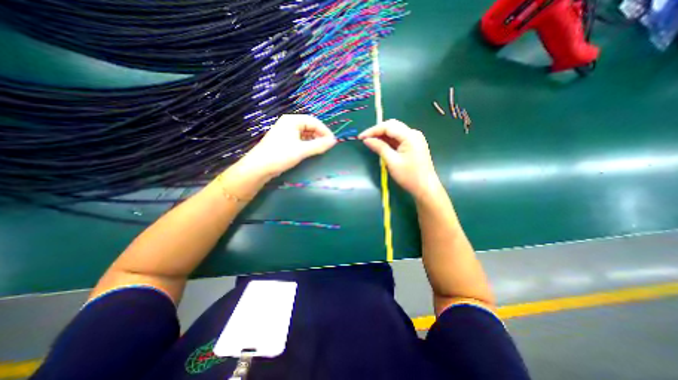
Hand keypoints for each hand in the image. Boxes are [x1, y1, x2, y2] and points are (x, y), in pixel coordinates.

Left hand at [236, 114, 335, 179]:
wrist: (259, 167)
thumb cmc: (280, 155)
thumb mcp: (302, 150)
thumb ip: (319, 145)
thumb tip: (334, 141)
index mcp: (292, 120)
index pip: (314, 121)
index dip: (324, 131)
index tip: (333, 141)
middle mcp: (289, 123)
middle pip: (309, 126)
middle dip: (319, 135)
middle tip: (327, 146)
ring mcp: (286, 132)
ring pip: (305, 133)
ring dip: (314, 140)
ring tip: (321, 149)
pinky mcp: (284, 141)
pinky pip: (300, 139)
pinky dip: (307, 144)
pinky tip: (311, 150)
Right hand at [360, 119, 445, 202]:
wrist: (425, 188)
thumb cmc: (409, 176)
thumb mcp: (392, 162)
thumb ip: (379, 148)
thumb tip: (366, 140)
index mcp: (410, 136)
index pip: (388, 126)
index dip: (373, 130)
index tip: (361, 137)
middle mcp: (413, 133)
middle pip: (392, 126)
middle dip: (377, 131)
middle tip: (364, 139)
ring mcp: (414, 139)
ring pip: (395, 132)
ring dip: (382, 136)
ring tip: (370, 142)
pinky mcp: (413, 145)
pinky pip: (398, 139)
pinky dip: (388, 141)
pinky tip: (380, 145)